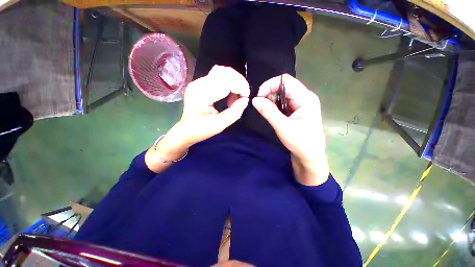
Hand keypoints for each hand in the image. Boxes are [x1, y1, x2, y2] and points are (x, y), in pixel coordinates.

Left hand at [157, 65, 249, 154]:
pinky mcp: (201, 83)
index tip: (246, 98)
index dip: (240, 87)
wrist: (186, 130)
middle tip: (243, 96)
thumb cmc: (200, 130)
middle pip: (225, 72)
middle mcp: (199, 83)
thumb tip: (245, 100)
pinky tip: (229, 94)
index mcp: (201, 94)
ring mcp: (199, 81)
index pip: (226, 81)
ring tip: (237, 96)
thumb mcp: (219, 126)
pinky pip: (219, 76)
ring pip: (222, 71)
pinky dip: (229, 82)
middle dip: (239, 82)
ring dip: (234, 82)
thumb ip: (234, 113)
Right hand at [252, 74, 328, 185]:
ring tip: (265, 110)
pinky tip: (271, 113)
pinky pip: (283, 102)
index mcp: (305, 98)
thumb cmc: (300, 143)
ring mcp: (301, 104)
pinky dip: (274, 105)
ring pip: (282, 94)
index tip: (259, 97)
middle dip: (269, 93)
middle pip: (284, 86)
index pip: (285, 81)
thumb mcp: (283, 127)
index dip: (270, 85)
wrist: (310, 157)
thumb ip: (268, 112)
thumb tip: (254, 100)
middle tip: (260, 105)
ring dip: (271, 100)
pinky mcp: (297, 110)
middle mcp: (304, 97)